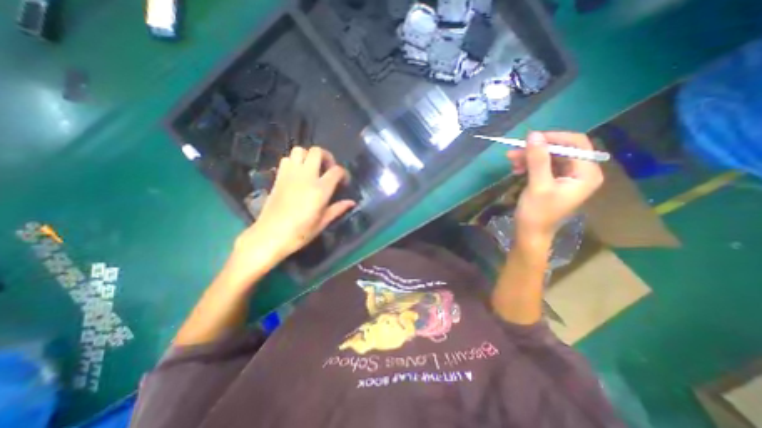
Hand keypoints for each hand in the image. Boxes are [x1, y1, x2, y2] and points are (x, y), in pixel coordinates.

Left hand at [231, 145, 355, 269]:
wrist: (269, 236)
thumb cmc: (299, 233)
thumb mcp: (322, 223)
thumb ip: (337, 209)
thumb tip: (351, 202)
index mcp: (320, 190)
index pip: (336, 170)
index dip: (344, 174)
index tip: (344, 183)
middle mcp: (306, 177)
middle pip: (317, 152)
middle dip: (327, 157)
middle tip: (328, 169)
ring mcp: (290, 175)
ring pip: (300, 150)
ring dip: (309, 156)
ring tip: (313, 169)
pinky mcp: (278, 177)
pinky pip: (287, 159)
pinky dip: (294, 161)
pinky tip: (298, 174)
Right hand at [509, 132, 604, 239]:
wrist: (530, 233)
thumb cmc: (537, 213)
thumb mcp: (538, 185)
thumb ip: (538, 159)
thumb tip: (533, 134)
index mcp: (586, 173)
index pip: (576, 143)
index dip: (554, 137)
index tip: (530, 139)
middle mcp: (581, 172)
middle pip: (561, 150)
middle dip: (537, 150)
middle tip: (514, 152)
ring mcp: (567, 177)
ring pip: (550, 157)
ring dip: (530, 157)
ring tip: (511, 161)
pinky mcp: (555, 181)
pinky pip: (544, 165)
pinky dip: (530, 165)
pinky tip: (517, 169)